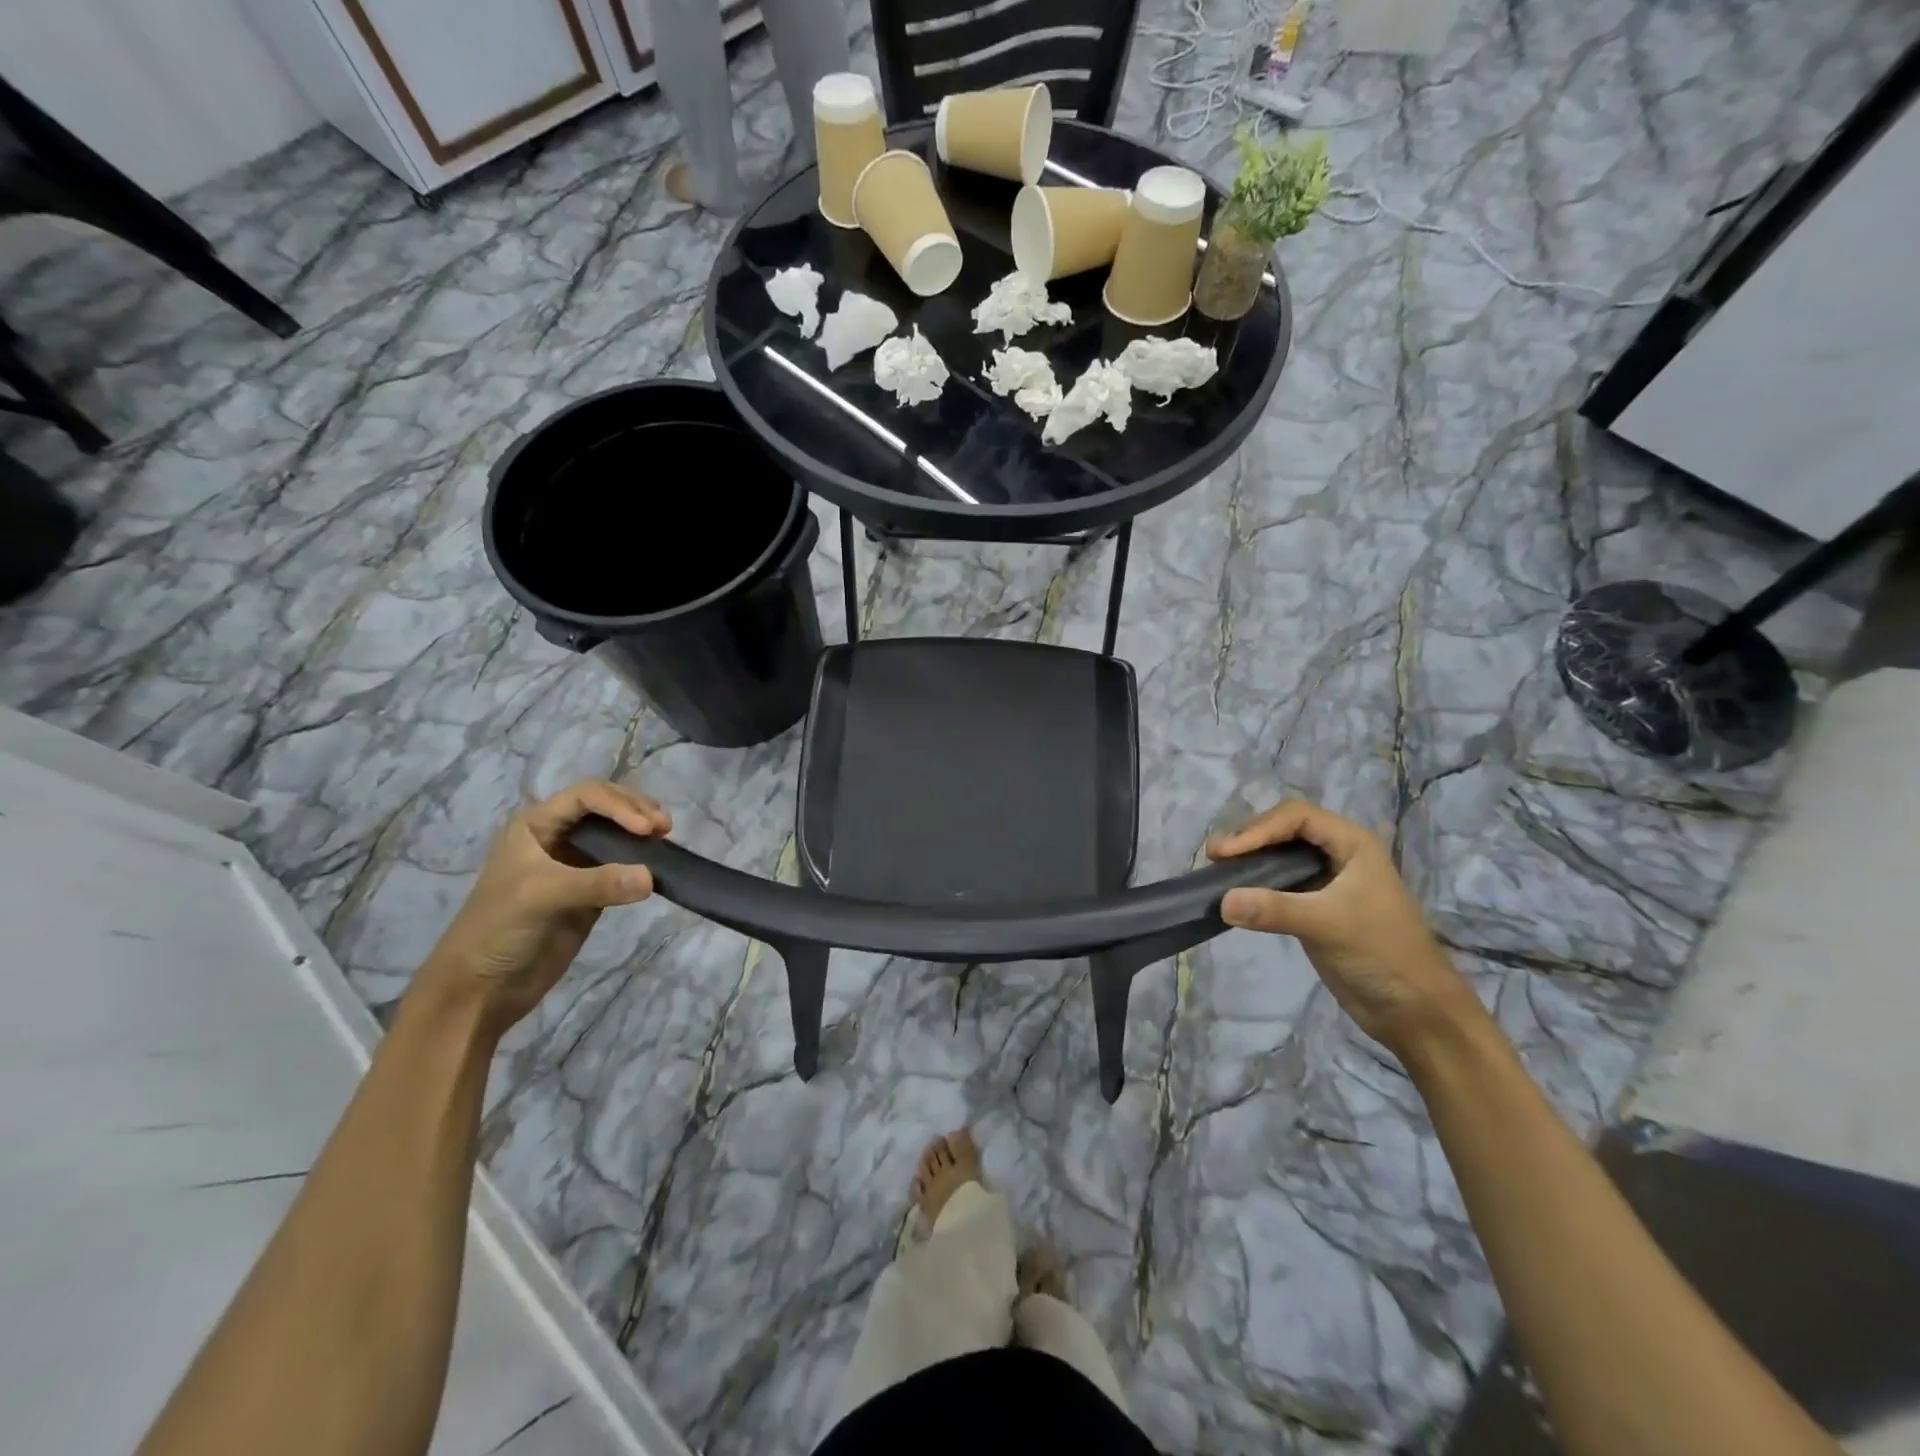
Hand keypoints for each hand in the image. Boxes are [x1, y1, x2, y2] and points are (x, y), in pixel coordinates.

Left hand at [413, 780, 670, 1035]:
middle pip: (605, 807)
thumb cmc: (498, 928)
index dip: (619, 805)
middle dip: (635, 811)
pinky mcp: (591, 892)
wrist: (481, 988)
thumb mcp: (542, 896)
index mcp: (535, 825)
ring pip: (617, 835)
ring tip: (665, 840)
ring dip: (642, 833)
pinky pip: (623, 868)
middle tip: (664, 828)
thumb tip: (652, 877)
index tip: (645, 828)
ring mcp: (575, 865)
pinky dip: (642, 863)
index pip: (586, 796)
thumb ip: (597, 884)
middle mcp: (557, 837)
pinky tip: (658, 867)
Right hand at [1207, 801, 1476, 1051]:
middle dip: (1250, 839)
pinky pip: (1280, 885)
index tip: (1226, 853)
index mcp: (1353, 844)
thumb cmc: (1382, 954)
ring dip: (1250, 860)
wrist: (1416, 1010)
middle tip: (1215, 857)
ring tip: (1218, 871)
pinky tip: (1235, 895)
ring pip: (1281, 856)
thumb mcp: (1328, 925)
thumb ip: (1274, 909)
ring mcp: (1328, 882)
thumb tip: (1222, 901)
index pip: (1296, 817)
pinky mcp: (1316, 908)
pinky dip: (1256, 885)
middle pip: (1285, 830)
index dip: (1258, 829)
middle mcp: (1340, 855)